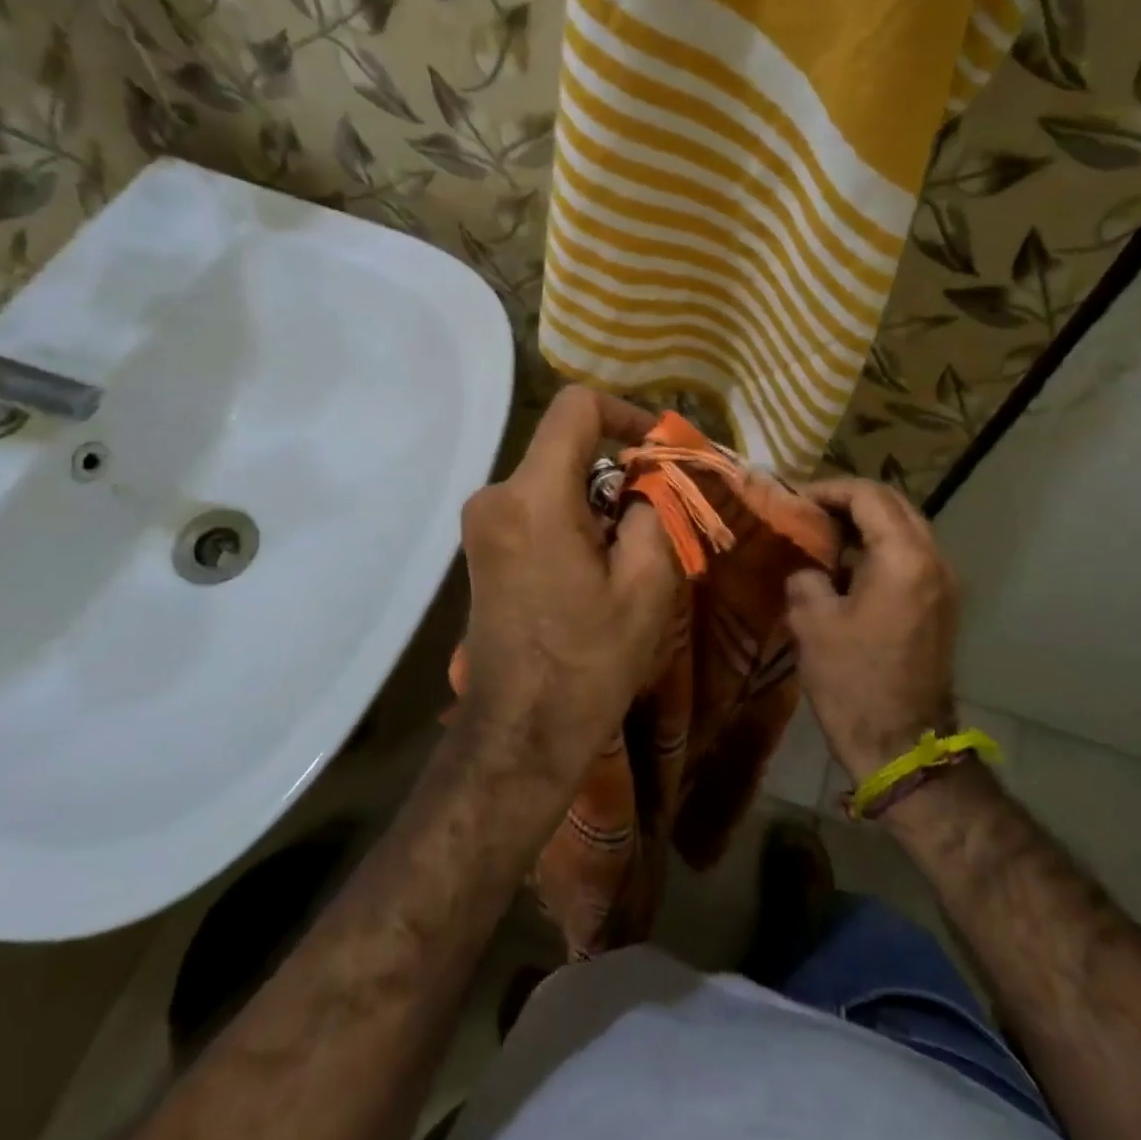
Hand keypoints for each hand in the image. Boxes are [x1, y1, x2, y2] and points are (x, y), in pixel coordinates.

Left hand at [457, 386, 679, 787]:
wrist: (521, 731)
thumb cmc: (589, 661)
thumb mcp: (647, 585)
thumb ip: (655, 511)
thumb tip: (650, 480)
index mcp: (534, 496)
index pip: (576, 408)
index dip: (626, 414)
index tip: (658, 451)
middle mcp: (495, 496)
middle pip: (566, 447)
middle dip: (617, 470)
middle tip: (658, 515)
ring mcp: (481, 523)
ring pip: (552, 478)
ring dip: (596, 499)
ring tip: (631, 552)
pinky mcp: (481, 548)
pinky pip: (534, 507)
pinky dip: (571, 517)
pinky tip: (594, 567)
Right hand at [785, 479, 959, 779]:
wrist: (902, 744)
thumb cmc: (853, 681)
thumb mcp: (813, 622)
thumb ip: (807, 577)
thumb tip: (808, 568)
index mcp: (904, 557)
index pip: (868, 496)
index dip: (828, 490)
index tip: (795, 501)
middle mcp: (933, 560)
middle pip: (894, 505)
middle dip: (850, 501)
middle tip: (809, 512)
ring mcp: (943, 584)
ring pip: (905, 530)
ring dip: (866, 524)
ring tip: (823, 535)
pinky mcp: (941, 606)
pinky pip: (910, 557)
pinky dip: (879, 549)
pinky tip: (846, 568)